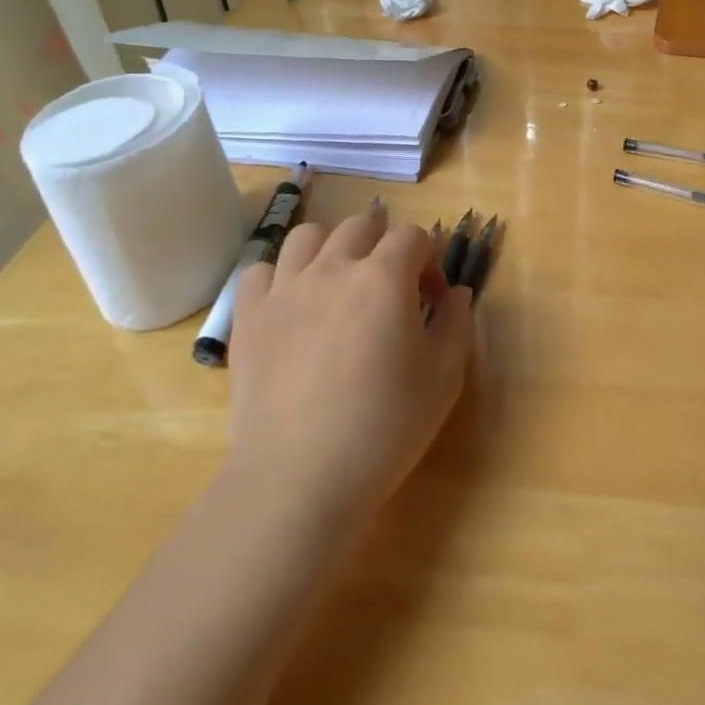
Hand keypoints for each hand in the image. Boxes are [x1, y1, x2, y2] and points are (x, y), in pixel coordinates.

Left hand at [223, 209, 474, 527]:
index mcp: (384, 278)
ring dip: (332, 247)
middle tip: (392, 286)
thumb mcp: (443, 378)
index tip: (434, 299)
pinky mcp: (248, 318)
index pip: (413, 237)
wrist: (300, 478)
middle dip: (385, 244)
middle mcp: (332, 269)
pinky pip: (259, 271)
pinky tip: (292, 304)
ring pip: (308, 236)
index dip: (430, 260)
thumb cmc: (384, 428)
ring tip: (339, 283)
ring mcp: (284, 290)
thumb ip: (456, 324)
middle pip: (361, 225)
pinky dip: (279, 276)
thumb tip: (456, 293)